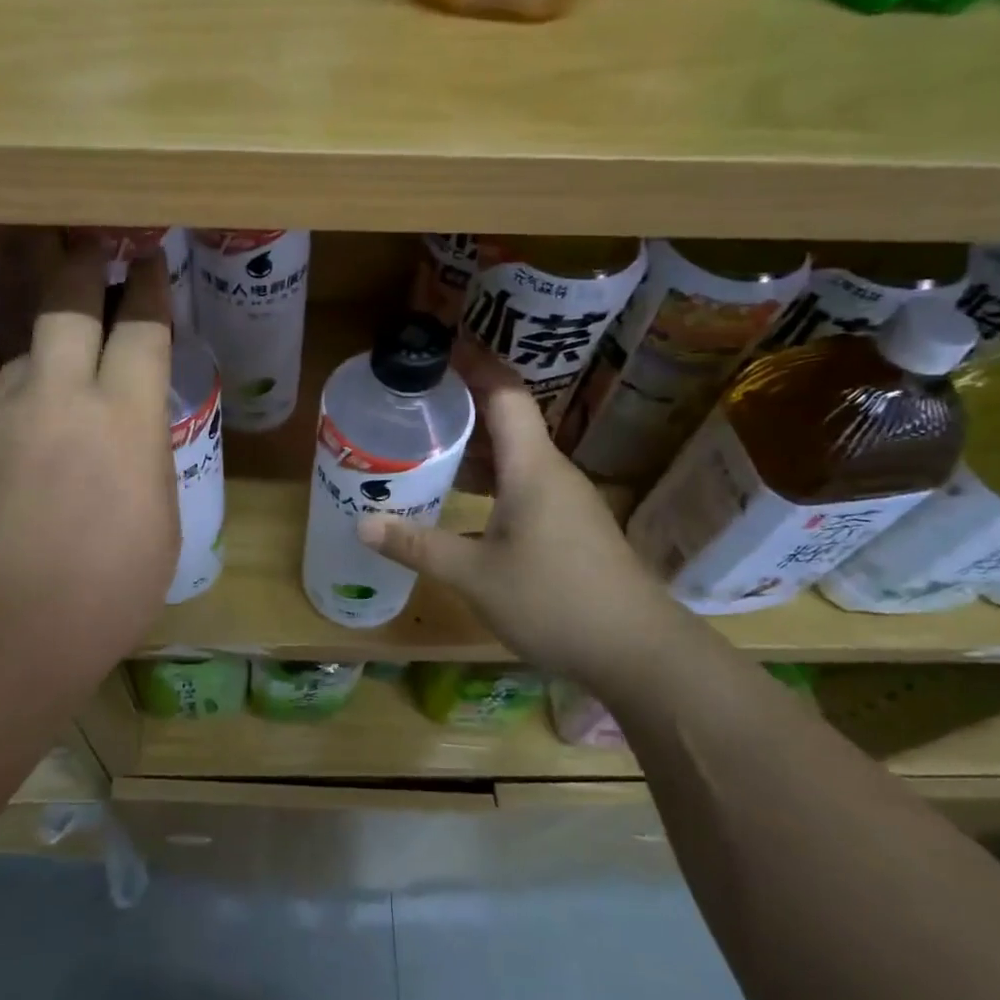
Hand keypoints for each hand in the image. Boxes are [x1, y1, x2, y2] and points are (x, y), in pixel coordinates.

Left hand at [0, 242, 176, 701]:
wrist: (0, 639)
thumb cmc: (108, 592)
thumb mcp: (161, 524)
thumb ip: (145, 460)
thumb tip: (129, 436)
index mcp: (121, 417)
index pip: (141, 326)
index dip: (149, 287)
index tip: (150, 261)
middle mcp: (56, 397)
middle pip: (64, 303)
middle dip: (82, 267)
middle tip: (90, 248)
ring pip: (23, 360)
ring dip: (47, 358)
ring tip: (60, 387)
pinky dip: (18, 419)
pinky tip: (23, 464)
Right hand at [357, 351, 688, 688]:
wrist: (637, 651)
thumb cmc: (554, 601)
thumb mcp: (474, 575)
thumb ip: (417, 546)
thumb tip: (362, 524)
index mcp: (532, 467)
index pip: (505, 394)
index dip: (474, 365)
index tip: (437, 348)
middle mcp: (551, 472)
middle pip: (507, 421)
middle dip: (461, 405)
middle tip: (412, 401)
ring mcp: (565, 500)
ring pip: (514, 457)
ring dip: (473, 447)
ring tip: (425, 444)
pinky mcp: (569, 526)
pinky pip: (523, 484)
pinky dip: (489, 480)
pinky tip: (460, 499)